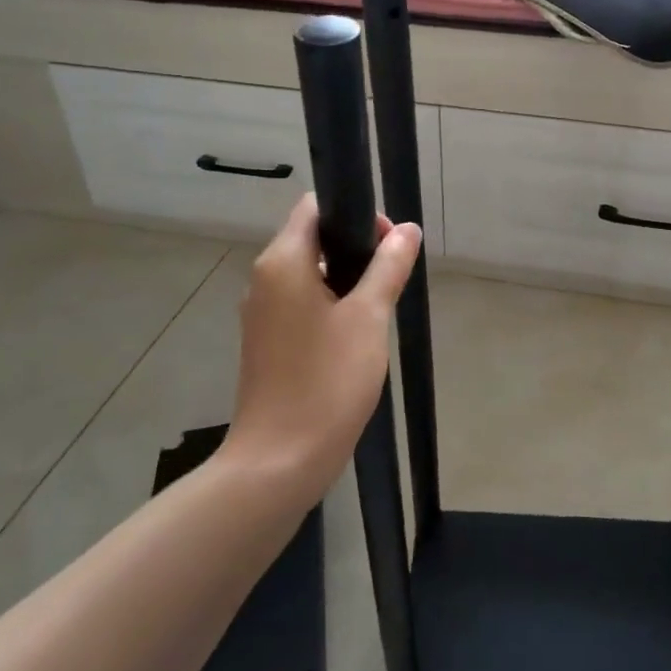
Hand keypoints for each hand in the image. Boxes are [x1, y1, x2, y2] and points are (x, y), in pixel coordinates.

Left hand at [226, 194, 421, 494]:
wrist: (278, 462)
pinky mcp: (268, 342)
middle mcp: (265, 279)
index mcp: (283, 262)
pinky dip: (332, 306)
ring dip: (348, 280)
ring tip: (381, 309)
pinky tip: (358, 336)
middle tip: (393, 278)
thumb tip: (408, 229)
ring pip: (311, 274)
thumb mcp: (369, 318)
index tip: (389, 244)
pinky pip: (303, 303)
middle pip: (314, 239)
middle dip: (358, 248)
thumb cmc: (326, 381)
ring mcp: (263, 313)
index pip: (315, 207)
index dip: (356, 214)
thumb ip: (389, 267)